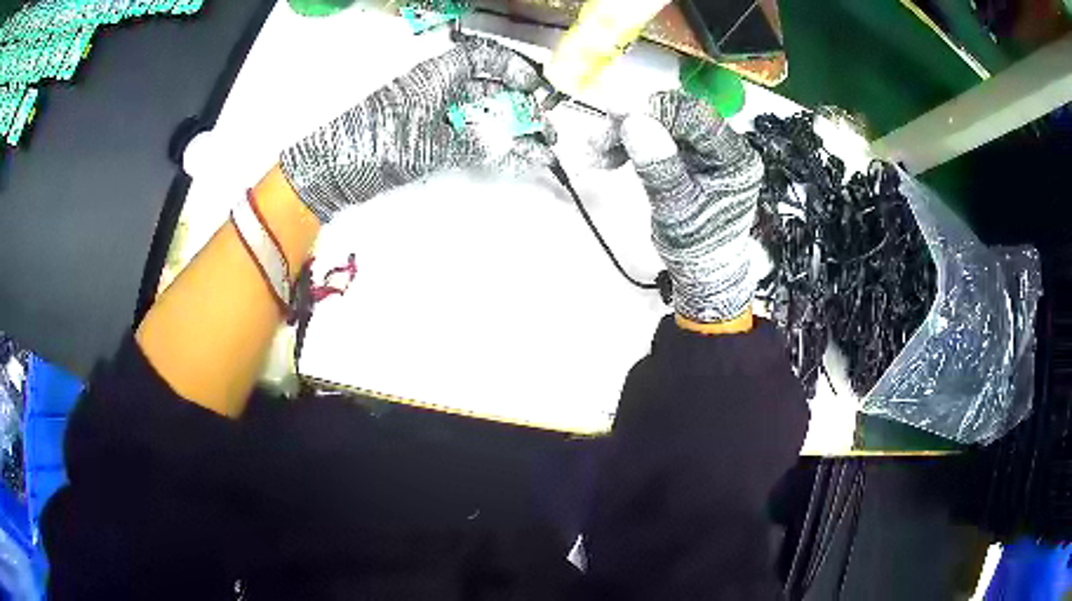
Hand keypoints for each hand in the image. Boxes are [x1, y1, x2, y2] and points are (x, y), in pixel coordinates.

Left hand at [281, 36, 554, 222]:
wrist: (333, 172)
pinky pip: (469, 137)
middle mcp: (437, 91)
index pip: (480, 58)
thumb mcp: (425, 143)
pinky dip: (492, 148)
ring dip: (511, 131)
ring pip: (481, 116)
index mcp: (435, 77)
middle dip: (520, 107)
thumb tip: (510, 144)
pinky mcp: (427, 140)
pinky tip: (513, 158)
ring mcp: (433, 117)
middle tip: (546, 132)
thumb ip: (471, 142)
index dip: (511, 67)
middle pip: (488, 89)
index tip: (534, 87)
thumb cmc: (373, 145)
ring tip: (539, 149)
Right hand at [599, 91, 763, 322]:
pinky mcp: (690, 155)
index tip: (614, 114)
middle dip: (634, 122)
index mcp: (734, 158)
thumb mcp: (676, 210)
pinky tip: (610, 156)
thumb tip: (633, 121)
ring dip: (626, 133)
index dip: (653, 110)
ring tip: (598, 153)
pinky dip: (631, 143)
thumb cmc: (697, 248)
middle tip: (599, 140)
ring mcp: (706, 150)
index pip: (694, 116)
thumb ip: (658, 165)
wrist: (703, 273)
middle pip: (675, 115)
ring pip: (662, 123)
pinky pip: (658, 137)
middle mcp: (725, 147)